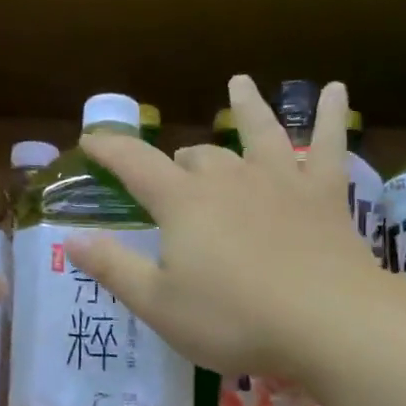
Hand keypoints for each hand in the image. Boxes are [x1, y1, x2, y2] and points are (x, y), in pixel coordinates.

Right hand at [68, 75, 378, 379]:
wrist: (327, 322)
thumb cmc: (233, 320)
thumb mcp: (159, 305)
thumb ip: (114, 268)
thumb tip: (71, 239)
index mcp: (183, 203)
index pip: (135, 164)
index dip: (110, 149)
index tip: (90, 138)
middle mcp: (229, 178)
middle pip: (196, 156)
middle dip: (178, 162)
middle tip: (173, 177)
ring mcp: (281, 180)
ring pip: (259, 131)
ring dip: (246, 107)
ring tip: (240, 83)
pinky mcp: (324, 194)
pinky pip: (328, 144)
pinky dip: (328, 115)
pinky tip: (333, 90)